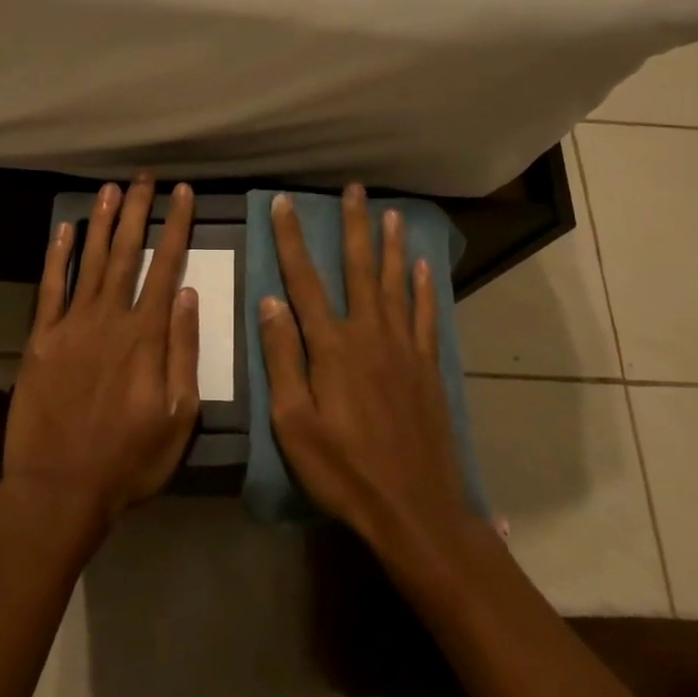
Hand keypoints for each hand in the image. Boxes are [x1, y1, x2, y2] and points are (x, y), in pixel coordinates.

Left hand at [4, 175, 200, 527]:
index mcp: (146, 335)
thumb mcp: (178, 415)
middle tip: (145, 177)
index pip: (166, 266)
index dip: (176, 226)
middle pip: (127, 252)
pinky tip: (65, 230)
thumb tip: (188, 294)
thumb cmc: (129, 459)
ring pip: (91, 260)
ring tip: (111, 189)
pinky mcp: (41, 338)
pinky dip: (58, 256)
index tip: (183, 194)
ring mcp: (71, 325)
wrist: (60, 488)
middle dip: (138, 210)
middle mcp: (109, 317)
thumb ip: (183, 350)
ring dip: (102, 222)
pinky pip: (50, 288)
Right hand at [260, 185, 468, 552]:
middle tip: (354, 190)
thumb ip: (282, 359)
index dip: (291, 239)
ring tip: (392, 214)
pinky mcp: (427, 366)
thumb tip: (269, 302)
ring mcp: (404, 348)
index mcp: (332, 346)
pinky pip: (425, 316)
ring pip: (396, 283)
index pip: (304, 280)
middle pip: (359, 269)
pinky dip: (423, 288)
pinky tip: (423, 267)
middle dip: (354, 226)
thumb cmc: (343, 469)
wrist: (414, 507)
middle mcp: (369, 334)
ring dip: (392, 246)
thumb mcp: (293, 423)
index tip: (283, 203)